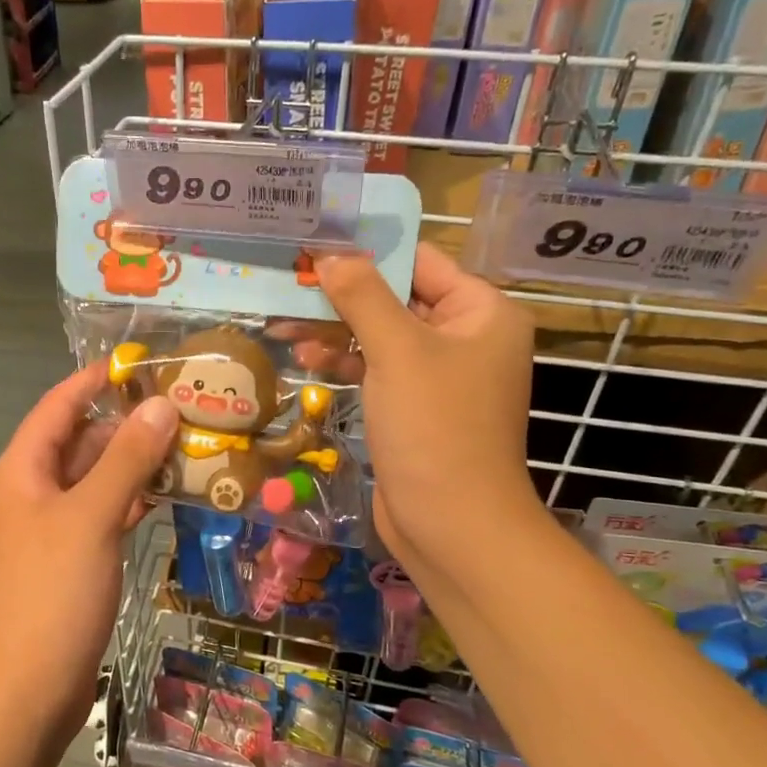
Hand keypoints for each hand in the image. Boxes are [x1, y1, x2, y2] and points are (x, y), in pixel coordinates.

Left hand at [0, 365, 177, 745]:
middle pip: (80, 441)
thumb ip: (127, 458)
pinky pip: (101, 514)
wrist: (26, 689)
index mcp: (22, 470)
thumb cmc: (52, 593)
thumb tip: (160, 404)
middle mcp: (31, 491)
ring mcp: (49, 528)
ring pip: (95, 479)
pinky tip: (166, 496)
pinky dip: (129, 501)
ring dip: (134, 464)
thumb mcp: (92, 516)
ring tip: (188, 446)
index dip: (96, 379)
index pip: (59, 404)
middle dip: (128, 424)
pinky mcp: (68, 559)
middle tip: (185, 408)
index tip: (144, 361)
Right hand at [317, 244, 544, 598]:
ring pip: (382, 335)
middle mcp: (467, 337)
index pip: (420, 261)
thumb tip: (330, 253)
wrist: (452, 524)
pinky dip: (347, 361)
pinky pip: (379, 369)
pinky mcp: (416, 407)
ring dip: (337, 329)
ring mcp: (441, 375)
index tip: (315, 243)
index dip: (368, 251)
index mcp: (482, 312)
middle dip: (343, 294)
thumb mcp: (397, 352)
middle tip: (289, 282)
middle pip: (397, 298)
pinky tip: (308, 357)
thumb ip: (363, 297)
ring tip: (284, 324)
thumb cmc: (435, 428)